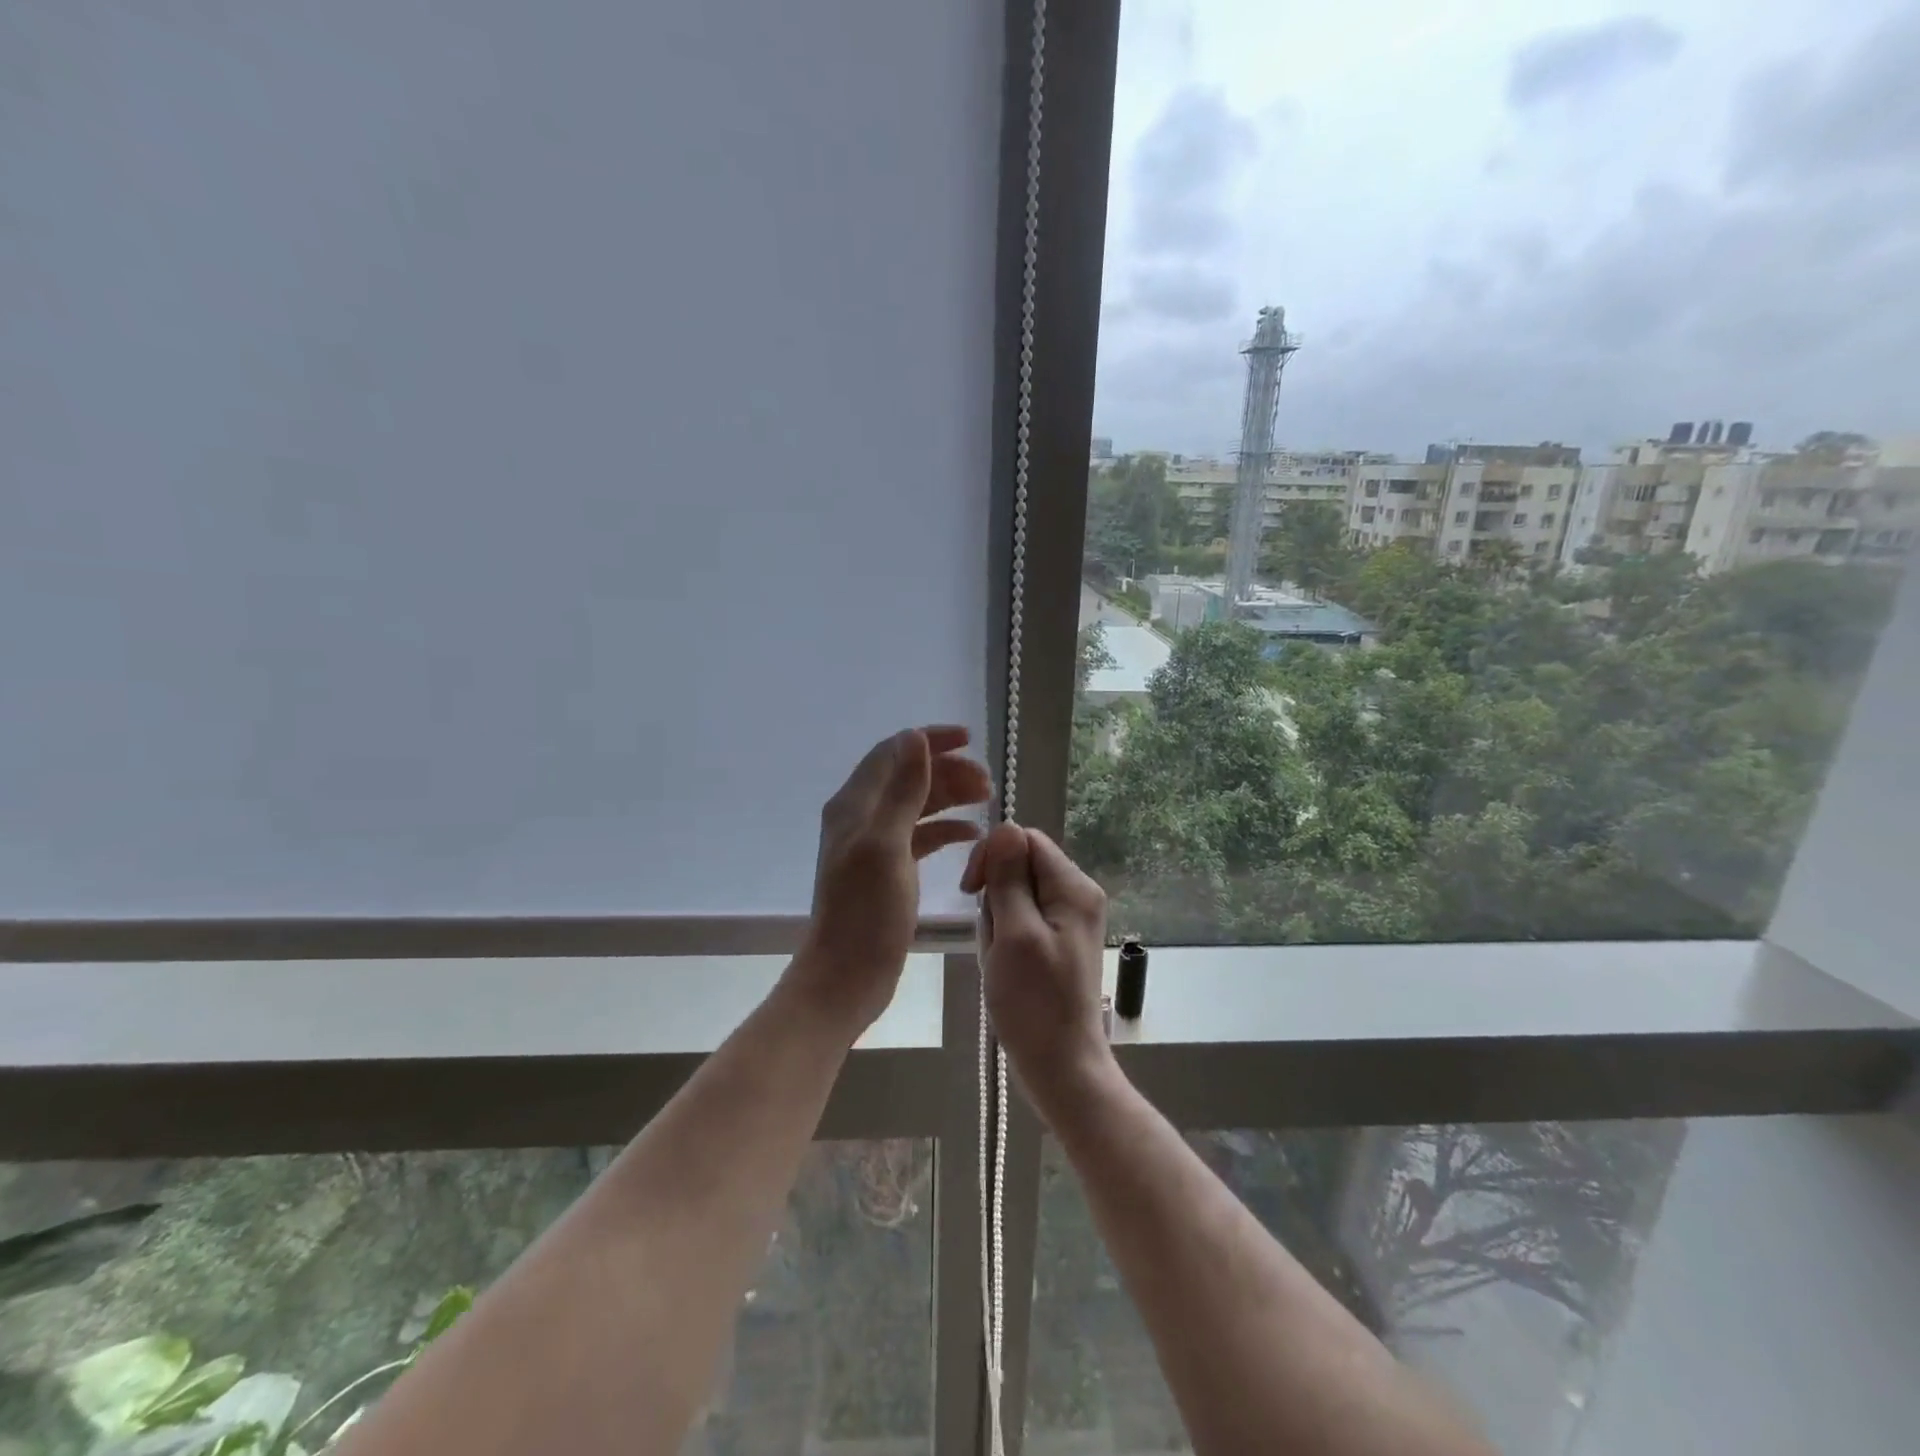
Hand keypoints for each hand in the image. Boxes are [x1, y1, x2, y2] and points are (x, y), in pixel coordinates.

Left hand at [793, 726, 989, 1033]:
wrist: (848, 974)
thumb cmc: (866, 911)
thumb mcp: (887, 844)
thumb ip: (902, 789)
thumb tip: (914, 736)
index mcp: (855, 804)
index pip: (893, 752)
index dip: (930, 741)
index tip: (970, 740)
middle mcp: (862, 817)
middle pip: (908, 777)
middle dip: (948, 771)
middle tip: (988, 783)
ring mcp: (875, 844)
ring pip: (917, 805)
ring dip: (950, 797)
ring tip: (987, 800)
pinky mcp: (889, 869)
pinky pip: (921, 836)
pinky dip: (946, 829)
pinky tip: (972, 835)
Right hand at [961, 822, 1113, 1107]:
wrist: (1060, 1066)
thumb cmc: (1034, 1002)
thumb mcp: (1014, 933)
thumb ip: (1009, 878)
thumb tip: (1005, 826)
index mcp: (1073, 887)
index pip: (1025, 840)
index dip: (993, 857)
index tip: (972, 892)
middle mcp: (1077, 895)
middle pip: (1020, 866)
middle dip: (995, 897)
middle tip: (994, 940)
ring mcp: (1068, 920)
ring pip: (1015, 895)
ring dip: (996, 923)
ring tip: (998, 960)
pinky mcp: (1056, 942)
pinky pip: (1020, 921)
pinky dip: (1004, 939)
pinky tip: (1003, 967)